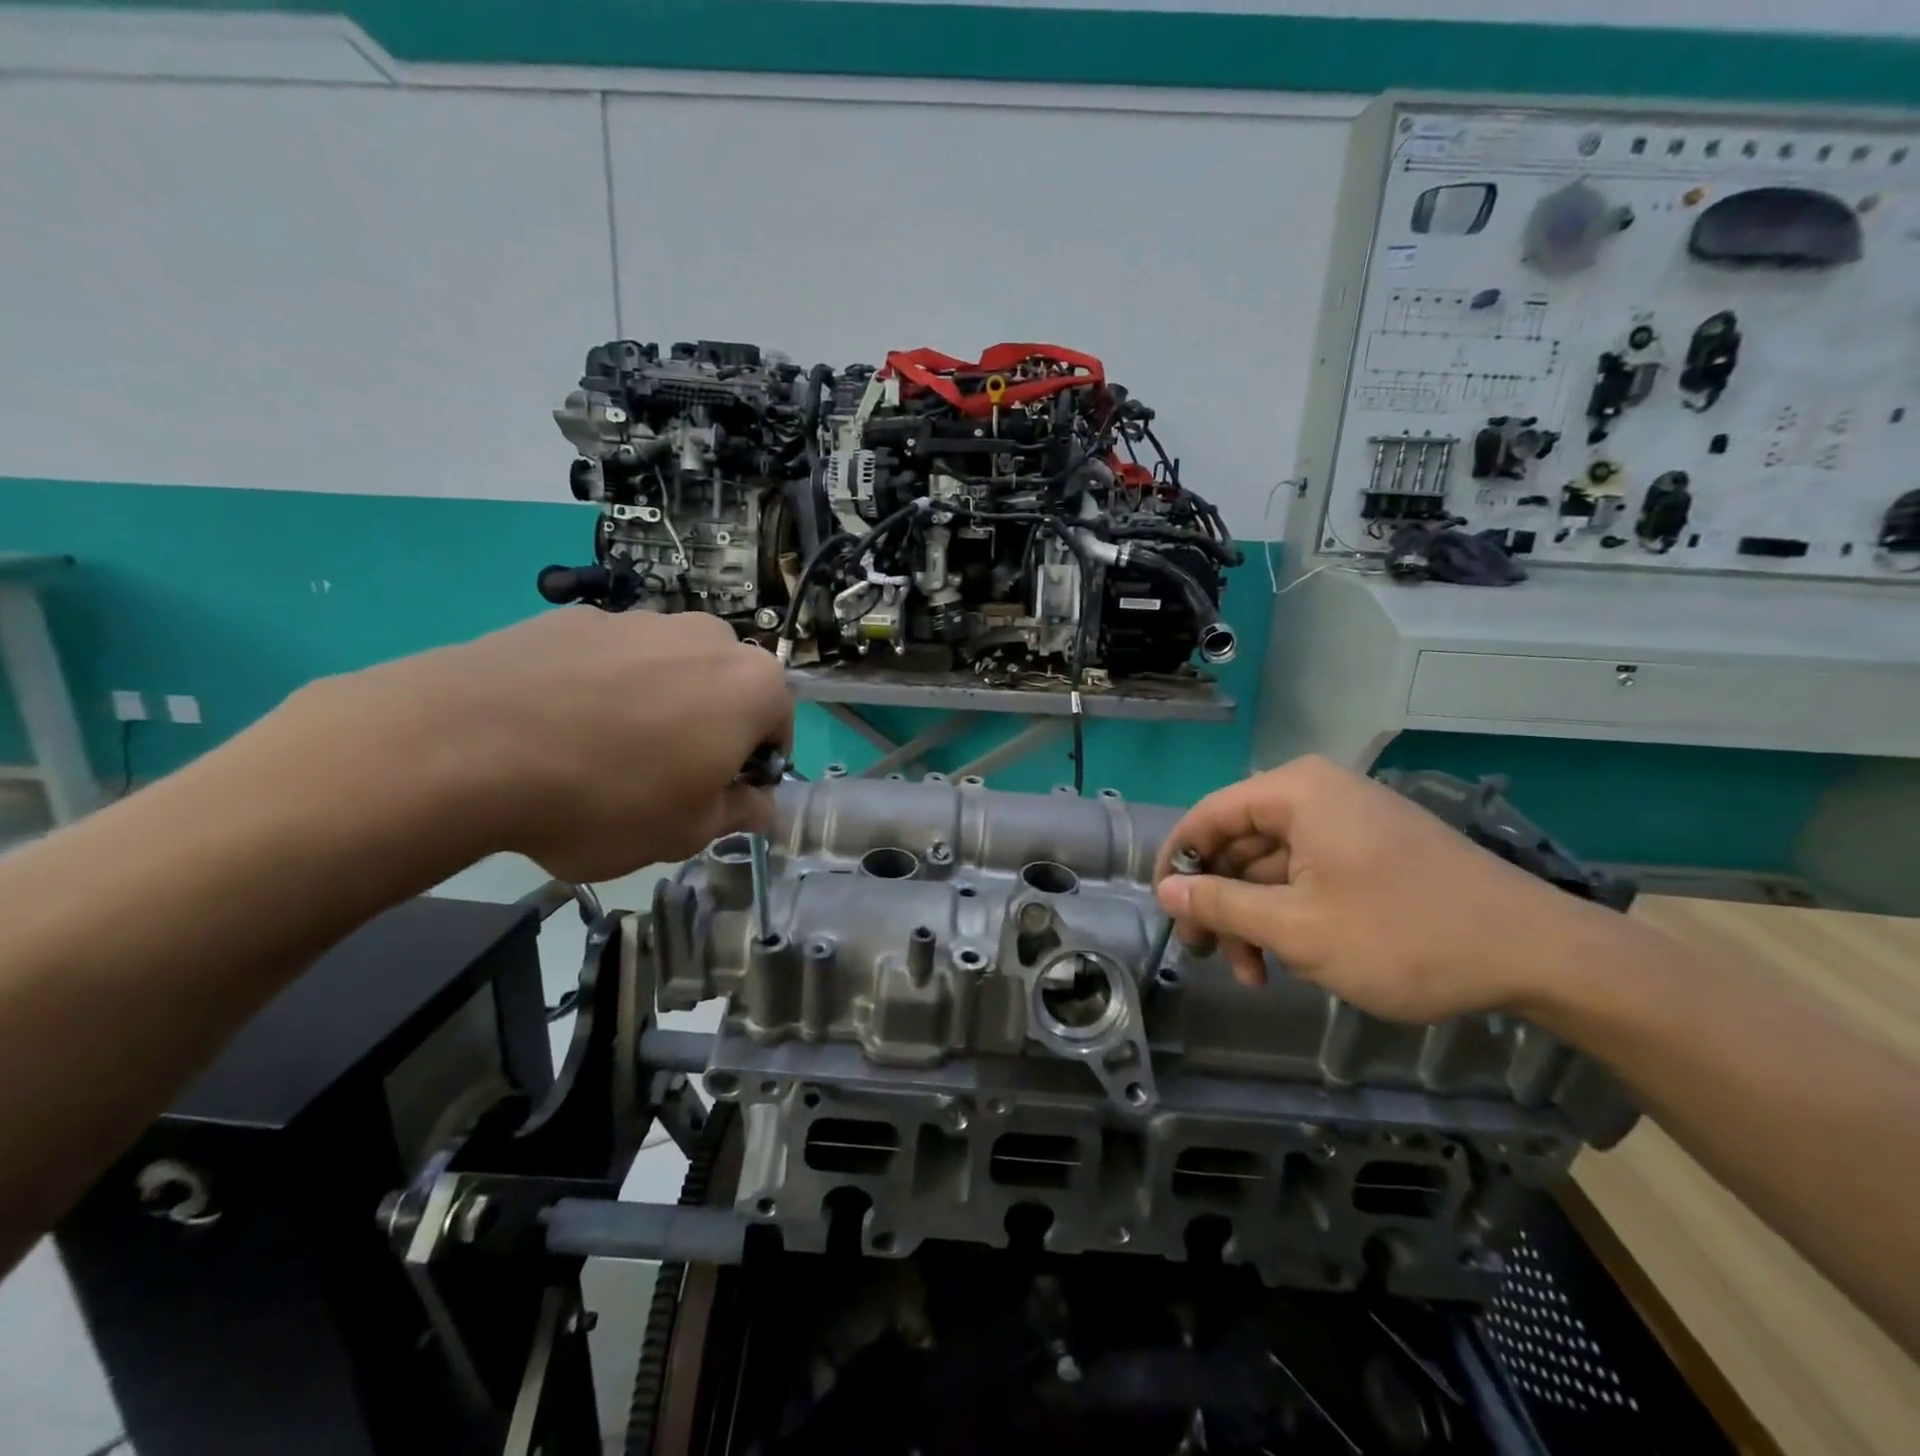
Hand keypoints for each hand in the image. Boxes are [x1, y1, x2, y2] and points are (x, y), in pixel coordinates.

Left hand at [287, 608, 792, 882]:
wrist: (464, 745)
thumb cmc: (606, 798)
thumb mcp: (686, 832)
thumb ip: (738, 814)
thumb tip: (760, 807)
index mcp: (752, 685)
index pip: (779, 727)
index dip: (754, 769)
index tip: (718, 798)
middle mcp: (707, 637)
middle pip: (727, 688)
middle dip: (711, 728)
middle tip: (666, 777)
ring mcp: (638, 619)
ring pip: (670, 669)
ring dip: (659, 704)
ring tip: (603, 753)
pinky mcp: (574, 617)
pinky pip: (610, 659)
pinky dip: (602, 688)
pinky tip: (558, 727)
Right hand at [1153, 755, 1598, 1021]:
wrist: (1537, 953)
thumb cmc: (1403, 935)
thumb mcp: (1295, 927)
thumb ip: (1221, 905)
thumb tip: (1165, 891)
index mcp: (1294, 792)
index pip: (1207, 816)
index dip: (1177, 863)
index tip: (1166, 913)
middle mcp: (1317, 793)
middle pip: (1239, 842)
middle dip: (1222, 902)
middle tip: (1214, 958)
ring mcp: (1349, 820)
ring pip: (1273, 863)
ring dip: (1256, 916)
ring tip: (1257, 974)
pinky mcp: (1372, 848)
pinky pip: (1309, 871)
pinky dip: (1291, 911)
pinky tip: (1294, 956)